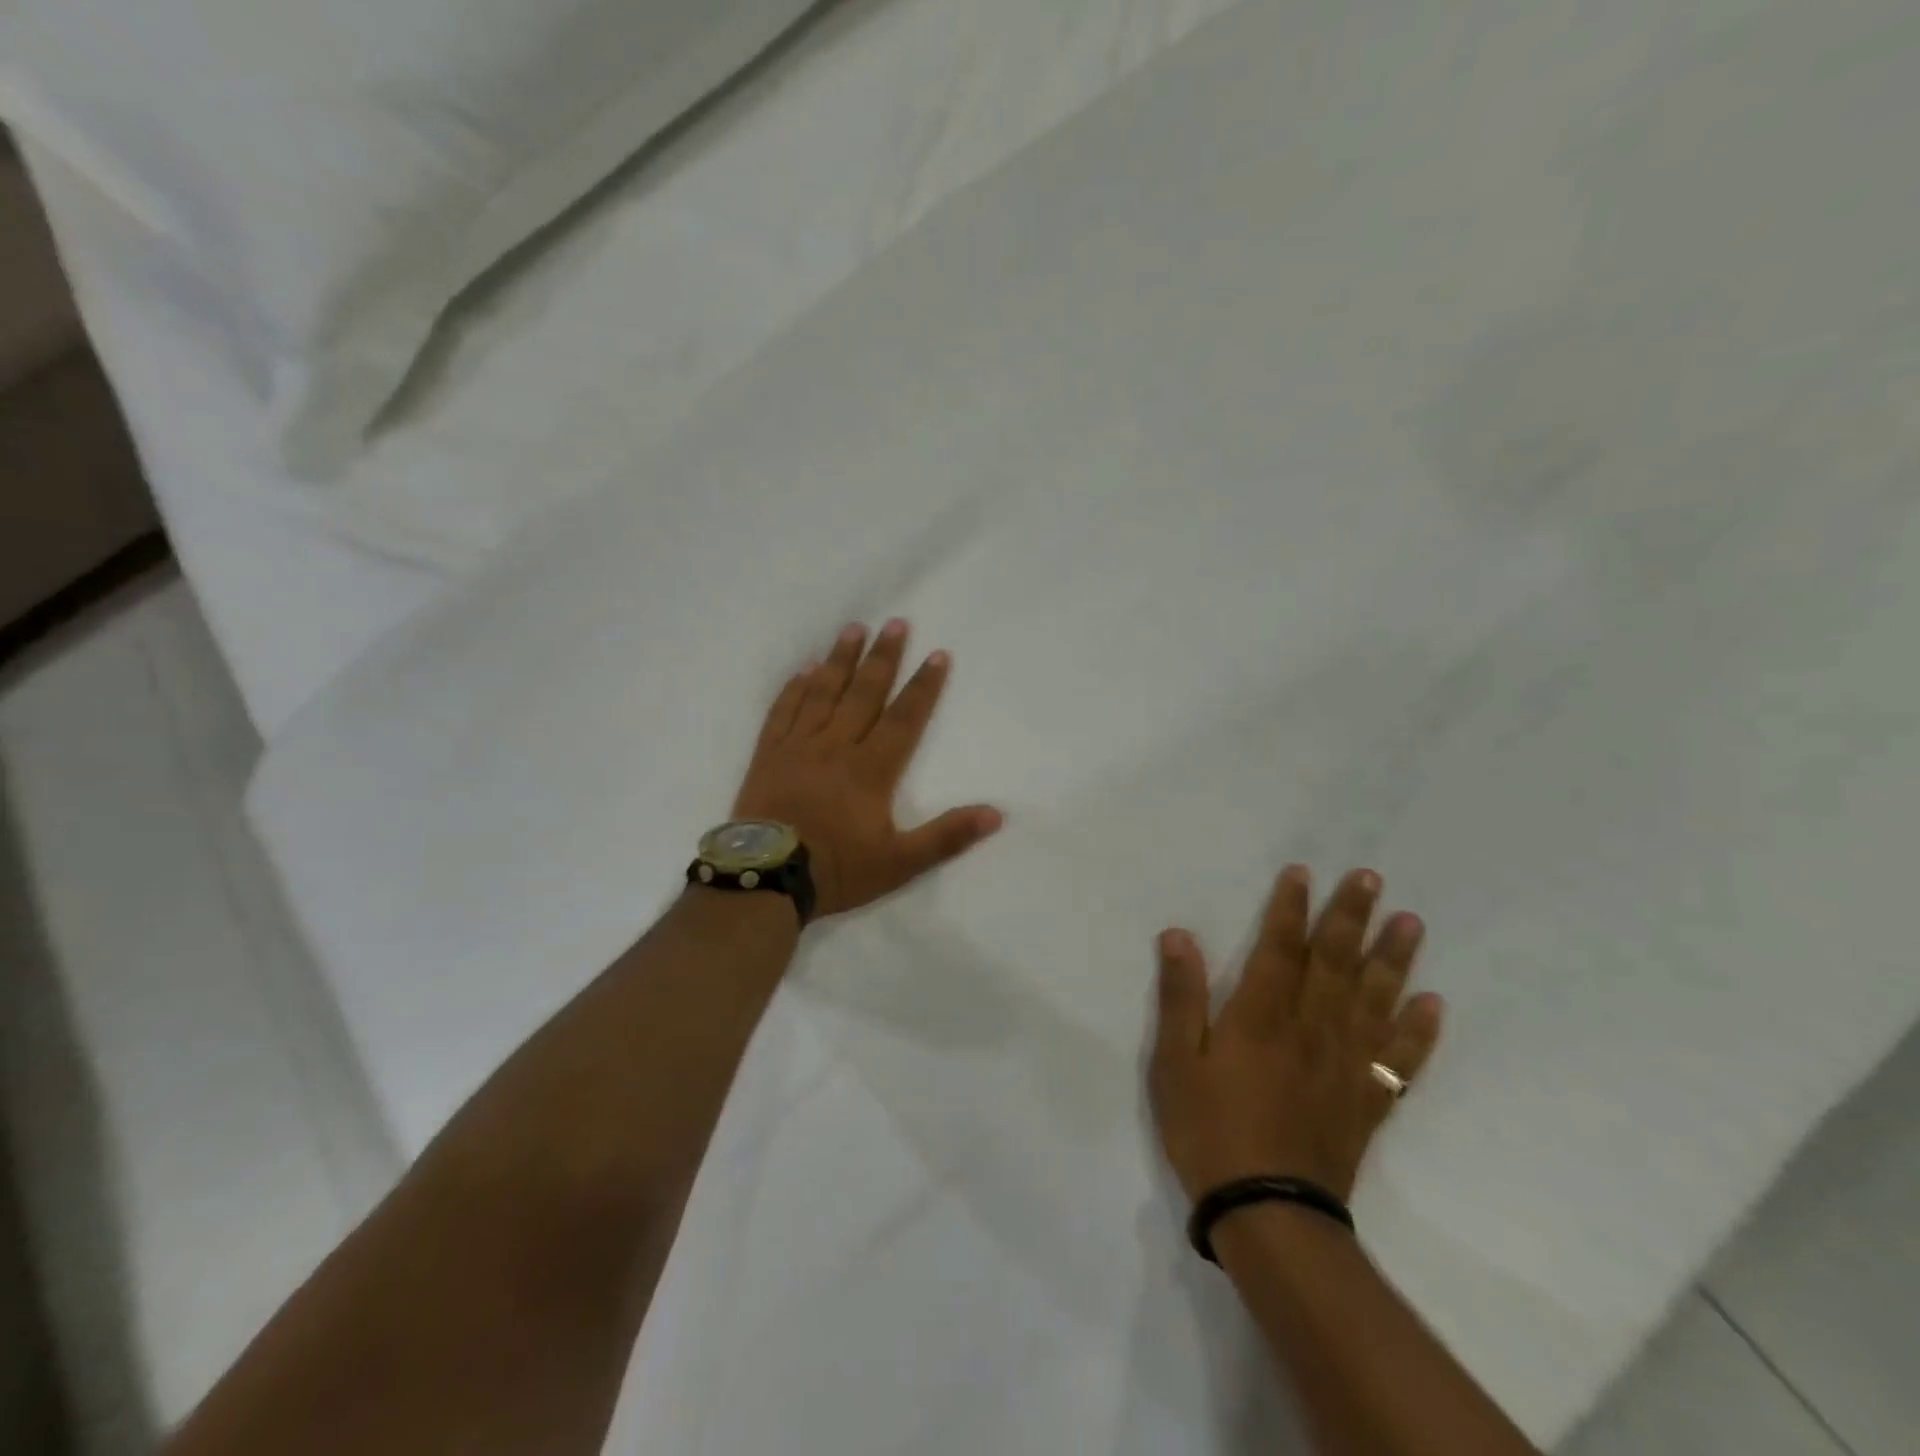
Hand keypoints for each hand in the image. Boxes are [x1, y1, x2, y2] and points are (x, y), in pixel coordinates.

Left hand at [732, 620, 1003, 917]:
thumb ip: (947, 837)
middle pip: (864, 693)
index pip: (904, 718)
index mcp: (871, 769)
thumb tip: (995, 815)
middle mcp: (836, 746)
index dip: (923, 686)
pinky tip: (805, 669)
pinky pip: (783, 711)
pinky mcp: (768, 754)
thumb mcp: (900, 864)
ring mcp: (798, 746)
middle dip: (883, 657)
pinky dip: (795, 688)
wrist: (764, 879)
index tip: (938, 654)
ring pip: (823, 693)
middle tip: (895, 622)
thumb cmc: (836, 869)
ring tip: (853, 628)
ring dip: (841, 660)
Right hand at [1149, 866, 1443, 1203]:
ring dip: (1394, 959)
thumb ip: (1181, 996)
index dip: (1291, 908)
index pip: (1281, 948)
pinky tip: (1433, 1005)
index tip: (1304, 872)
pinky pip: (1399, 1059)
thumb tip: (1178, 935)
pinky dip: (1418, 1031)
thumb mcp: (1176, 1062)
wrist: (1268, 1214)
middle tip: (1371, 878)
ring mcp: (1345, 1065)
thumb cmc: (1210, 1129)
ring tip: (1411, 923)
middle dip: (1351, 917)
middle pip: (1336, 963)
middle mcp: (1311, 1029)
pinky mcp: (1366, 1101)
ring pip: (1375, 1000)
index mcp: (1262, 1016)